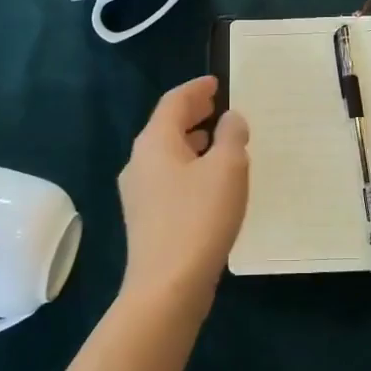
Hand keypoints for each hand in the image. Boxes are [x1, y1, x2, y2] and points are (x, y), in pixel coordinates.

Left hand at [117, 76, 249, 305]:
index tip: (216, 82)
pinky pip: (169, 176)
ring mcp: (139, 193)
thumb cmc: (198, 218)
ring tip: (219, 139)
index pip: (174, 102)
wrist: (167, 288)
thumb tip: (230, 118)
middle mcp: (140, 162)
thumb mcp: (227, 168)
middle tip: (218, 105)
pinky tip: (210, 180)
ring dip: (192, 140)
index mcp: (155, 142)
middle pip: (166, 126)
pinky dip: (189, 165)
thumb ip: (231, 135)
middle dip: (193, 113)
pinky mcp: (147, 218)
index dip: (196, 88)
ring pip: (167, 153)